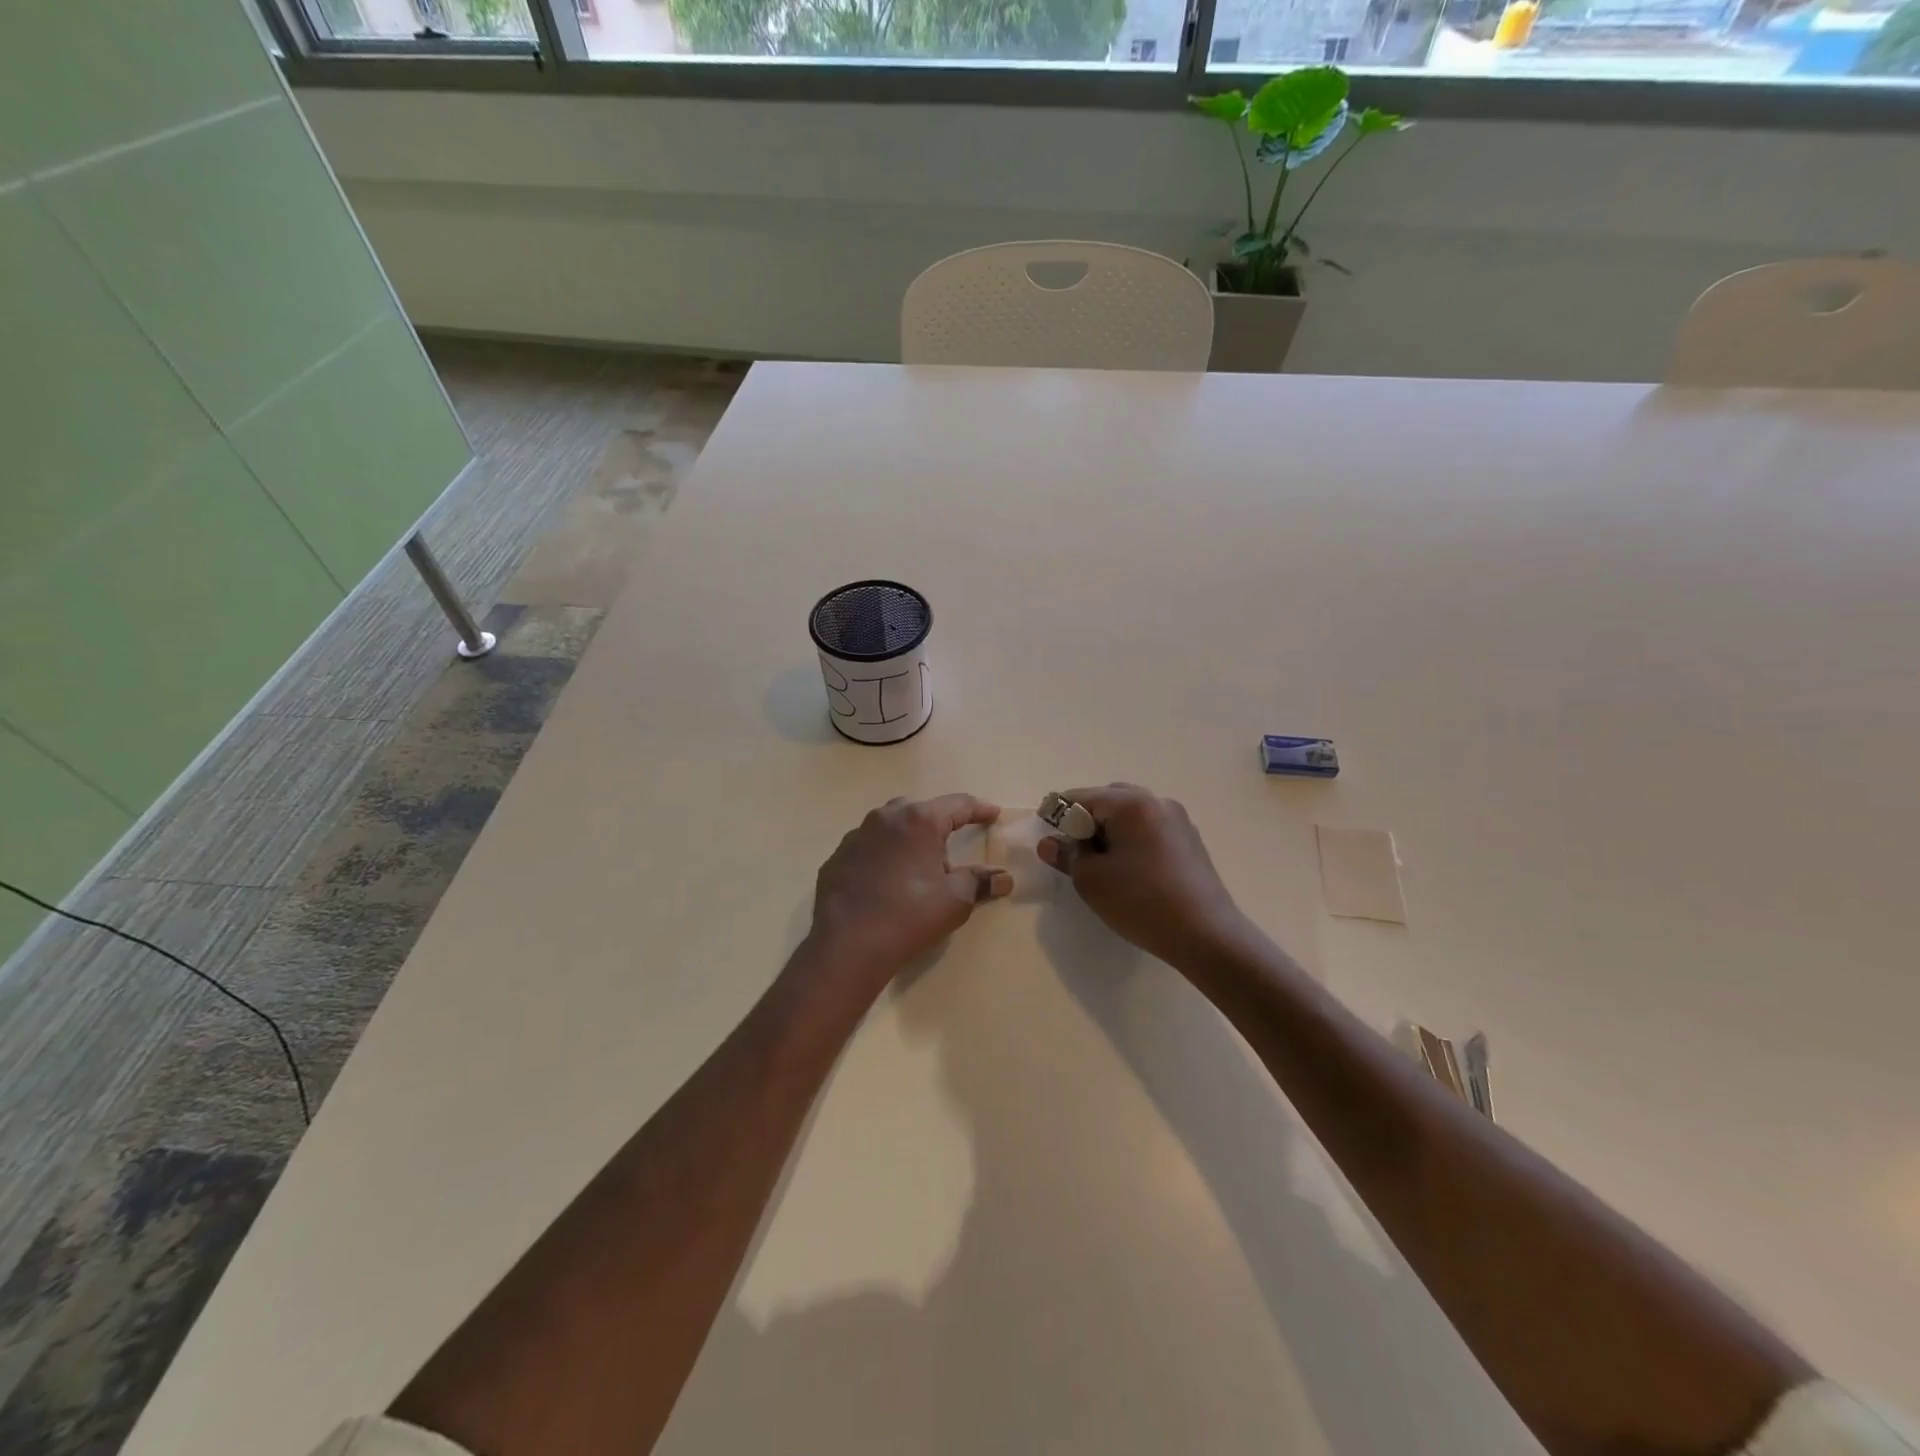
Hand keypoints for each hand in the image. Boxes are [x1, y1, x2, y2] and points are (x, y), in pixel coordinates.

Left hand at [805, 794, 1011, 994]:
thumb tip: (1003, 878)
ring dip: (908, 838)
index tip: (993, 814)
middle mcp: (885, 818)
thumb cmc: (910, 916)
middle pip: (920, 810)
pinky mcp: (837, 857)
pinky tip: (886, 880)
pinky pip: (868, 847)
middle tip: (952, 842)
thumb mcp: (955, 900)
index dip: (979, 809)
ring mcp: (856, 836)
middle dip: (939, 822)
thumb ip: (980, 882)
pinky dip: (883, 855)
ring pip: (890, 826)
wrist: (847, 945)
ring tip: (918, 863)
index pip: (958, 805)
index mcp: (919, 820)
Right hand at [1037, 784, 1251, 968]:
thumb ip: (1067, 855)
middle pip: (1109, 799)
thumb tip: (1050, 843)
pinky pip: (1150, 828)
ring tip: (1099, 861)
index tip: (1044, 829)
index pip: (1081, 797)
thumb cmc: (1141, 902)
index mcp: (1131, 804)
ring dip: (1110, 829)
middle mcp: (1157, 802)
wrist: (1207, 935)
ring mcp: (1178, 820)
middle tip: (1071, 848)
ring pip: (1131, 813)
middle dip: (1086, 819)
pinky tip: (1128, 868)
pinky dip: (1131, 838)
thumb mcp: (1091, 880)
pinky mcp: (1189, 841)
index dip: (1057, 812)